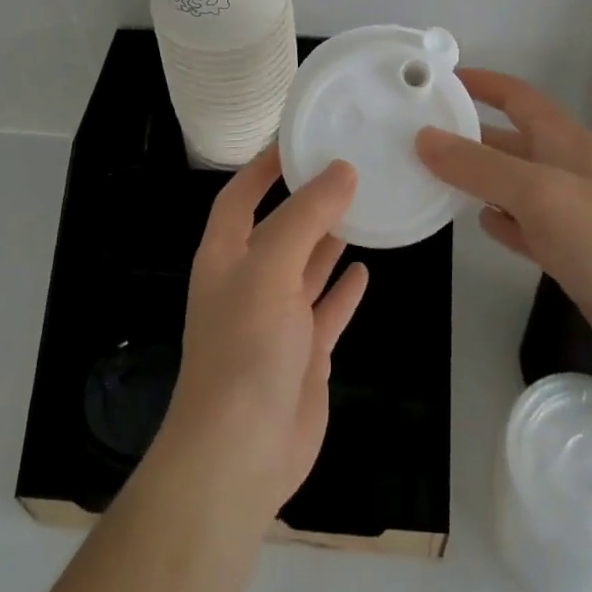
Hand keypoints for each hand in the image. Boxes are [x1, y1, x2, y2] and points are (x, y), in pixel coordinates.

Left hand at [157, 146, 370, 520]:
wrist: (241, 453)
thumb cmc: (245, 346)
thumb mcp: (271, 267)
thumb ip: (307, 216)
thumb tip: (342, 169)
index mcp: (226, 257)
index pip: (240, 197)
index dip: (262, 167)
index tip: (296, 139)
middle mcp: (249, 282)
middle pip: (279, 228)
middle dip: (306, 200)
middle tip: (346, 167)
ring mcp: (277, 320)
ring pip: (306, 267)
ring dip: (328, 240)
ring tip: (362, 206)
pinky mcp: (304, 354)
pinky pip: (327, 310)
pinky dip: (343, 290)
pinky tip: (365, 269)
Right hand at [416, 69, 591, 373]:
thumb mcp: (537, 191)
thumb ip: (479, 166)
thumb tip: (424, 137)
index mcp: (562, 140)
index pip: (517, 96)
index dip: (482, 83)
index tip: (440, 80)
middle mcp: (564, 168)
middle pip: (509, 141)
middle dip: (469, 134)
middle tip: (419, 136)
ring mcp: (568, 211)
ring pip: (513, 184)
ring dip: (479, 178)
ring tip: (433, 177)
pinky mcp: (569, 251)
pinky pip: (524, 225)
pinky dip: (500, 220)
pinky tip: (479, 222)